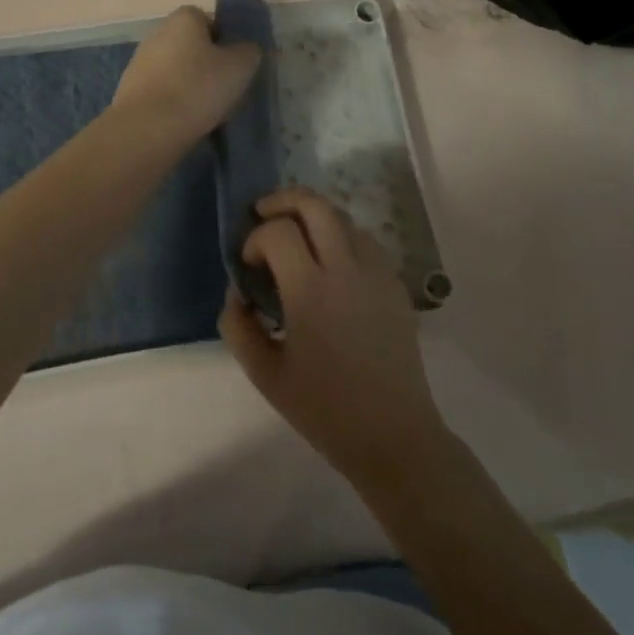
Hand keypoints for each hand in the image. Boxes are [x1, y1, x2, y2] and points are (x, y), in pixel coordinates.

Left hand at [112, 6, 260, 144]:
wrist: (148, 128)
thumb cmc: (198, 87)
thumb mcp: (240, 66)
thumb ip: (249, 52)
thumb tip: (245, 50)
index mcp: (184, 18)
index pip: (211, 20)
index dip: (227, 41)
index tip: (238, 65)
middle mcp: (158, 33)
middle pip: (193, 47)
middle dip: (209, 66)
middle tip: (227, 90)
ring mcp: (140, 62)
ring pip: (178, 71)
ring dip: (192, 86)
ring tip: (210, 111)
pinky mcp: (131, 91)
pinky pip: (163, 92)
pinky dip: (175, 103)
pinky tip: (187, 122)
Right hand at [219, 189, 451, 487]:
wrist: (392, 434)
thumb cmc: (324, 409)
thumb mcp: (264, 373)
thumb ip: (238, 325)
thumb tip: (238, 292)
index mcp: (312, 291)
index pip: (278, 232)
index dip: (255, 238)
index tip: (248, 264)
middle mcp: (348, 270)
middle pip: (316, 205)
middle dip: (283, 200)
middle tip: (263, 214)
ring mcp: (378, 274)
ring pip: (343, 218)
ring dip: (314, 218)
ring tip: (296, 240)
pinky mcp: (396, 285)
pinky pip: (365, 242)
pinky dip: (340, 237)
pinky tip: (329, 266)